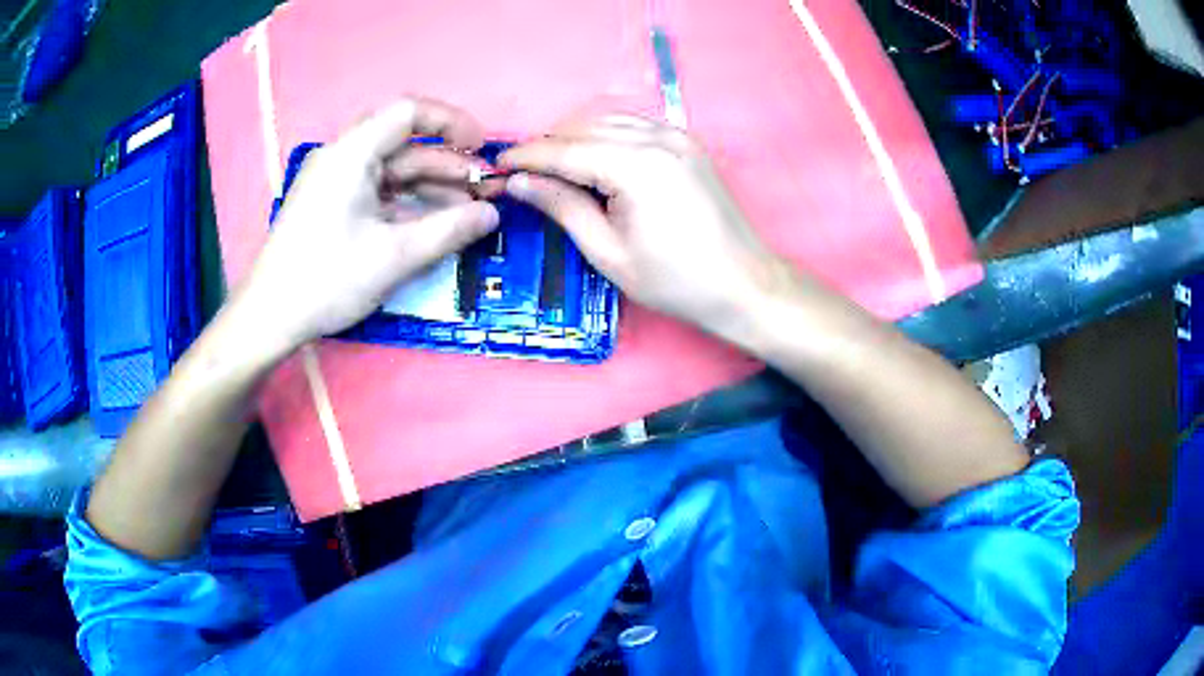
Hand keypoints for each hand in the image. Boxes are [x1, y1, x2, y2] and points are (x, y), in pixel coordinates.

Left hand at [234, 98, 499, 354]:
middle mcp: (341, 157)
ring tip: (466, 209)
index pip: (409, 113)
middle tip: (481, 188)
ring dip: (428, 185)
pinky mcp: (329, 204)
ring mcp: (332, 181)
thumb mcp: (394, 256)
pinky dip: (404, 201)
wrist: (269, 317)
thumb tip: (493, 214)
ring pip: (390, 169)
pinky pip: (375, 190)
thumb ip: (449, 230)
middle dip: (446, 162)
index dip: (452, 123)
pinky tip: (430, 221)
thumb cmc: (327, 280)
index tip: (482, 148)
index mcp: (351, 154)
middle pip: (402, 142)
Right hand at [499, 114, 797, 341]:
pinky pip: (634, 125)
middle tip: (523, 173)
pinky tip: (595, 159)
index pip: (565, 150)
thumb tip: (519, 181)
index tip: (497, 165)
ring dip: (575, 137)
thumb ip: (563, 207)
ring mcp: (677, 135)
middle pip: (584, 126)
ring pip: (608, 120)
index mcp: (636, 166)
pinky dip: (606, 135)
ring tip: (553, 168)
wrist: (744, 285)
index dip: (526, 156)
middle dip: (549, 145)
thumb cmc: (675, 282)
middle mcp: (658, 137)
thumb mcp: (608, 252)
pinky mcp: (688, 142)